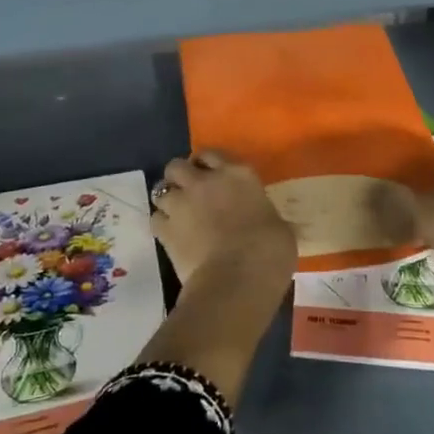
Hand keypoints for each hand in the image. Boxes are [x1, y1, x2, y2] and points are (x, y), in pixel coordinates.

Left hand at [150, 150, 296, 293]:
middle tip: (189, 192)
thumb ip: (263, 215)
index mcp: (238, 174)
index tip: (210, 174)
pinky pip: (155, 219)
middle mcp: (204, 182)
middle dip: (180, 177)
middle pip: (177, 166)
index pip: (212, 154)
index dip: (207, 163)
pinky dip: (161, 224)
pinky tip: (171, 235)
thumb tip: (265, 222)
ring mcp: (181, 204)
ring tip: (177, 214)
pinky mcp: (165, 230)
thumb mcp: (277, 225)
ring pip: (160, 190)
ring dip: (168, 200)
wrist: (238, 279)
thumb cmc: (269, 250)